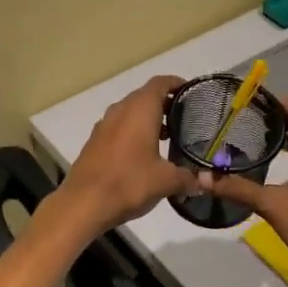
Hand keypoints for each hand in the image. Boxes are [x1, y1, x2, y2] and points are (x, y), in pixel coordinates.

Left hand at [53, 75, 197, 235]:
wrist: (84, 203)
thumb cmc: (129, 182)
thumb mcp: (166, 181)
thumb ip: (188, 177)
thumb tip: (204, 182)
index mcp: (140, 110)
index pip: (160, 83)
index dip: (176, 83)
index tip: (191, 92)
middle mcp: (120, 110)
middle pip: (144, 96)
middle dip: (164, 103)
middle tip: (184, 117)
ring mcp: (104, 125)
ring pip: (130, 112)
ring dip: (147, 118)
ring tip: (167, 136)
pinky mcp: (94, 142)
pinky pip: (118, 127)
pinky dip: (133, 131)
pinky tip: (143, 153)